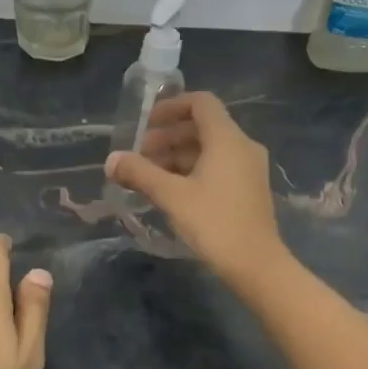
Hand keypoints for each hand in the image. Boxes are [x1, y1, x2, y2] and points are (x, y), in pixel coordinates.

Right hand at [105, 92, 286, 280]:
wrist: (256, 265)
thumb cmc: (214, 223)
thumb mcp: (171, 196)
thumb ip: (140, 173)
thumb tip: (111, 160)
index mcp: (227, 139)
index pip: (200, 103)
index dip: (171, 107)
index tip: (146, 123)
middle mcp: (243, 146)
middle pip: (203, 126)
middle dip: (168, 136)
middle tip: (140, 155)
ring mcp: (249, 168)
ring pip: (209, 149)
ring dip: (178, 155)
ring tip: (150, 176)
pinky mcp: (249, 189)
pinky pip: (218, 166)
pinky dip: (193, 170)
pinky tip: (172, 191)